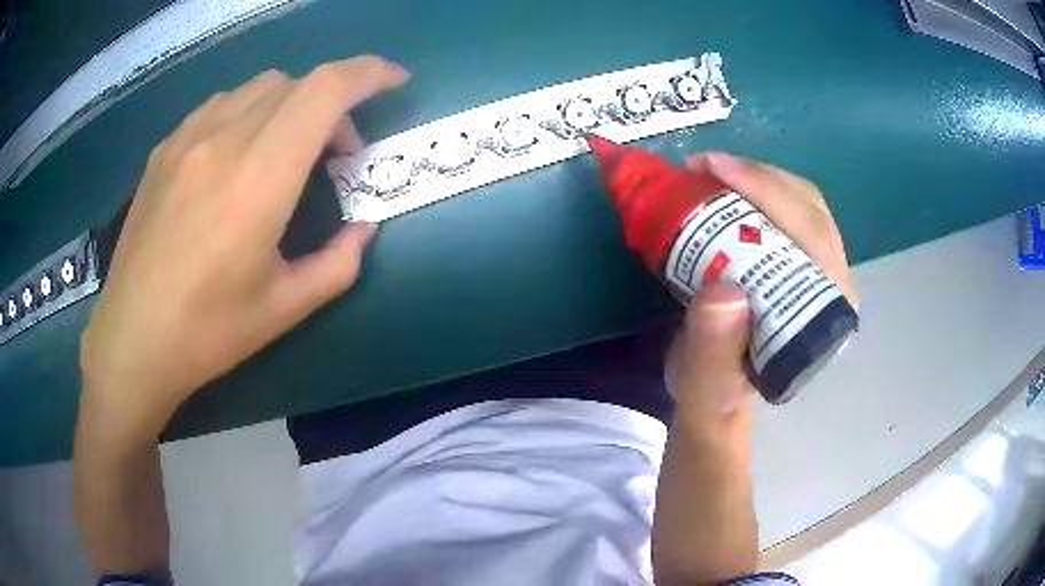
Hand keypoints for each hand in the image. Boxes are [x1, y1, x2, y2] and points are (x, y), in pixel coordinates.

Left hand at [79, 56, 408, 436]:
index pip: (326, 90)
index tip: (395, 81)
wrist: (132, 341)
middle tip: (334, 155)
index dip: (369, 73)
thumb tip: (364, 227)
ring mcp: (187, 139)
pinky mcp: (164, 150)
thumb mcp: (287, 308)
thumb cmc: (209, 332)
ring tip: (285, 153)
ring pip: (259, 87)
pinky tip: (239, 155)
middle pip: (297, 84)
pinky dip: (250, 113)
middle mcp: (224, 140)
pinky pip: (221, 104)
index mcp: (259, 178)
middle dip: (333, 104)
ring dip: (291, 105)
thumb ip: (340, 261)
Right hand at [665, 153, 855, 435]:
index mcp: (821, 320)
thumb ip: (713, 356)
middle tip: (701, 167)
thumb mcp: (704, 389)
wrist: (720, 398)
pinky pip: (792, 209)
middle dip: (758, 176)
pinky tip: (726, 187)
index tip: (712, 169)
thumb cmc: (714, 396)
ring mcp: (822, 273)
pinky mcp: (805, 263)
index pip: (812, 237)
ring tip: (709, 173)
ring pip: (804, 204)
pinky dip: (758, 188)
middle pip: (810, 210)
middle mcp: (833, 290)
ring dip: (757, 178)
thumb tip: (725, 292)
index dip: (767, 192)